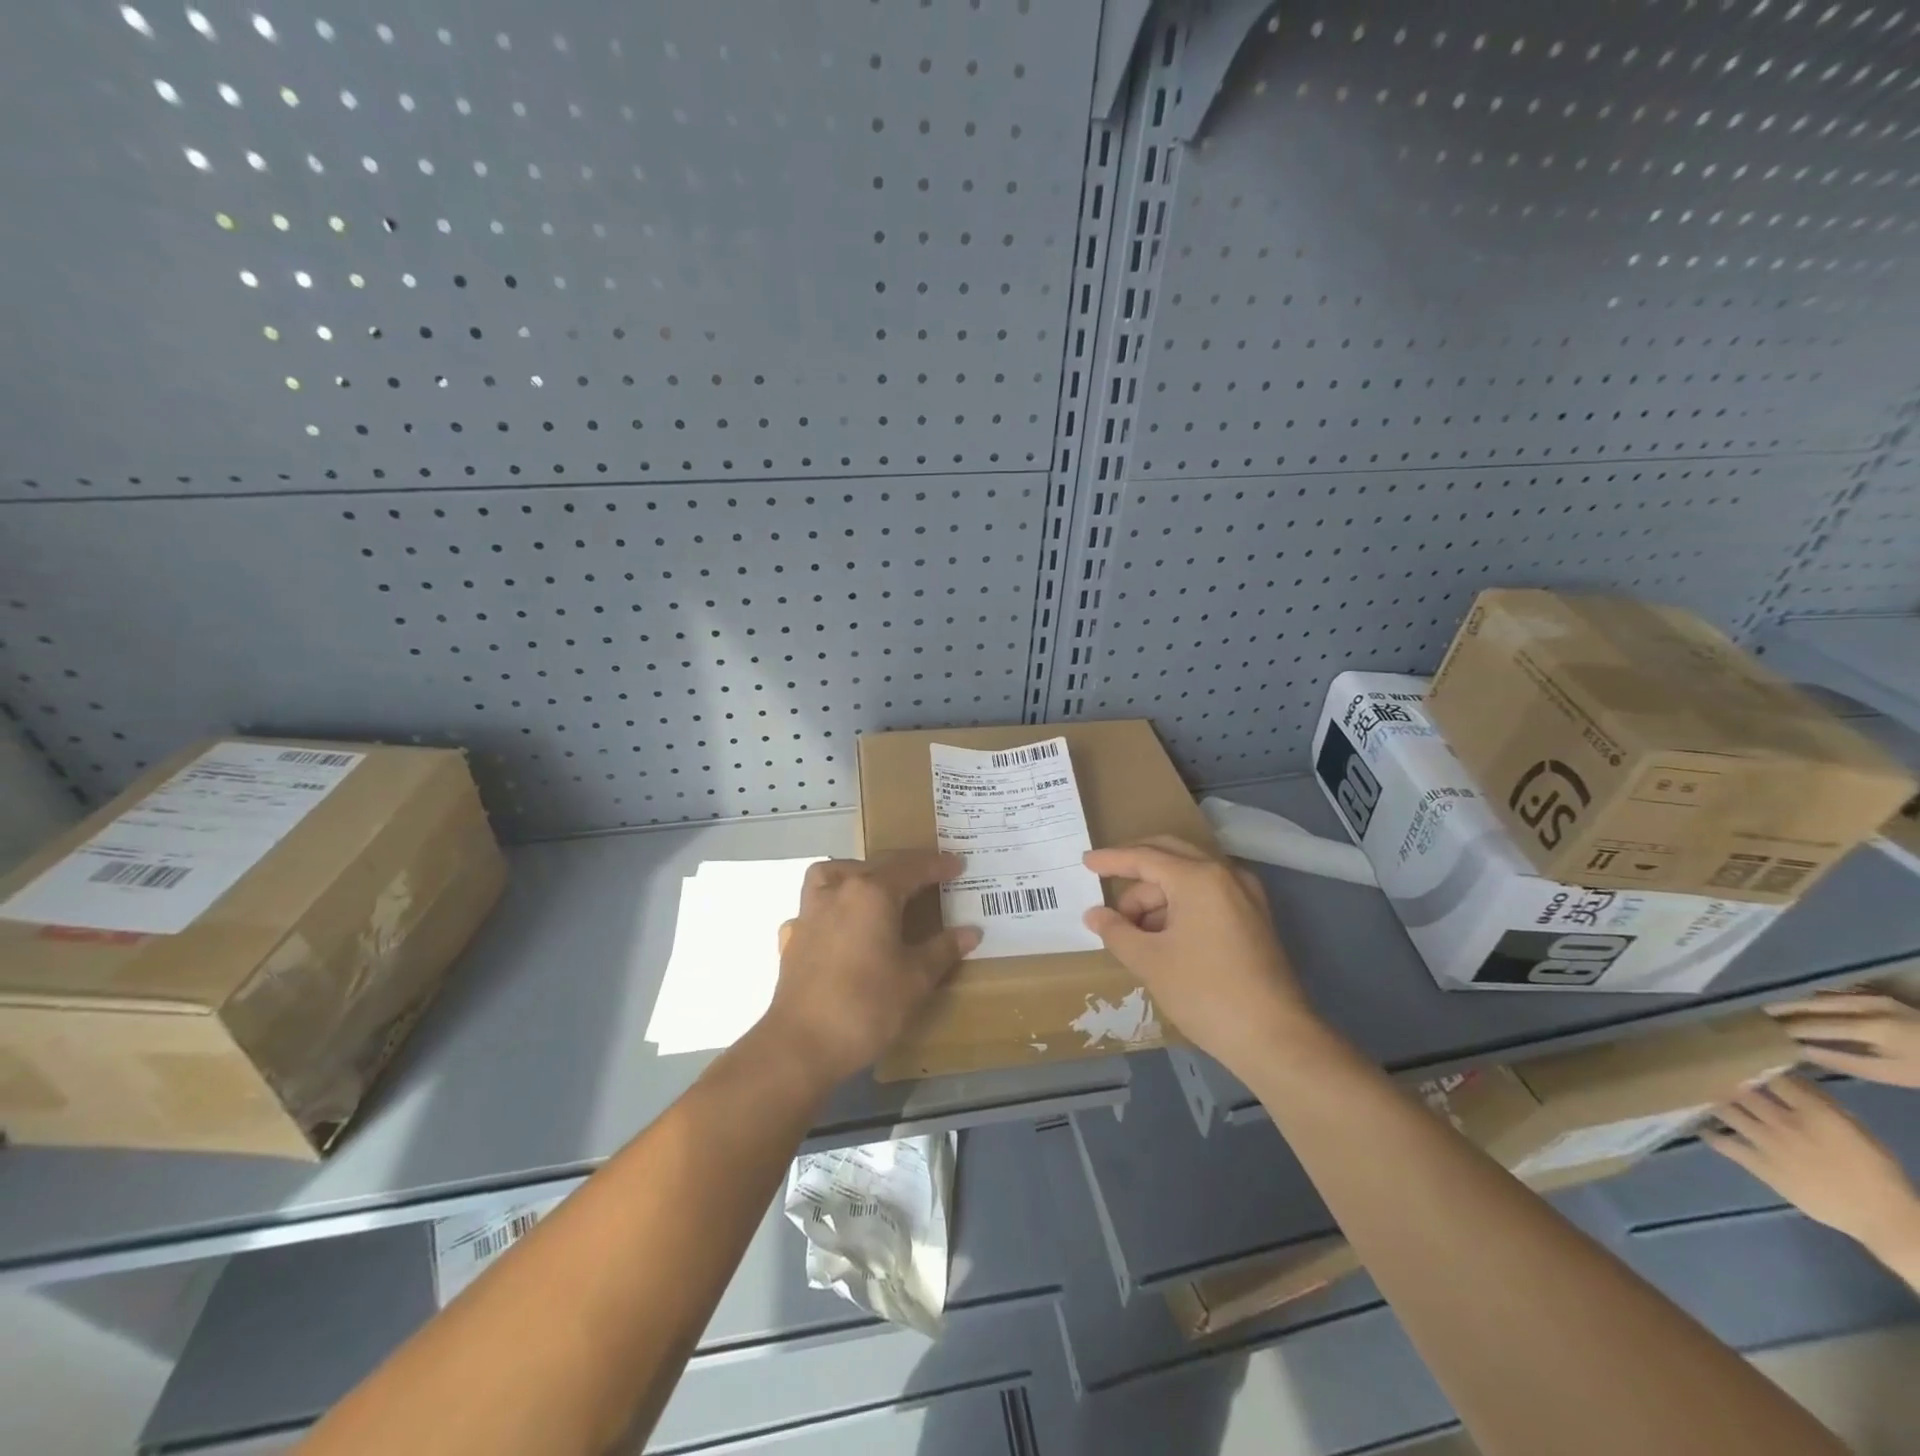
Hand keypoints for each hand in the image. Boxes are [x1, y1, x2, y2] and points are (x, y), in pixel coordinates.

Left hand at [761, 851, 979, 1084]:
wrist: (801, 1044)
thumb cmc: (866, 1006)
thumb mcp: (915, 979)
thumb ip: (943, 949)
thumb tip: (971, 931)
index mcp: (873, 892)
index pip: (912, 867)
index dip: (938, 865)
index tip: (959, 865)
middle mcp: (840, 889)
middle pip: (879, 864)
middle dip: (909, 866)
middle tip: (933, 873)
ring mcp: (813, 908)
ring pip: (842, 872)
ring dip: (867, 871)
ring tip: (884, 886)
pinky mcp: (797, 931)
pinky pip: (821, 895)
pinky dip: (838, 893)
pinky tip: (847, 916)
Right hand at [1081, 836, 1321, 1076]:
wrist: (1274, 1038)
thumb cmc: (1204, 992)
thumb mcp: (1149, 961)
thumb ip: (1116, 931)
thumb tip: (1095, 915)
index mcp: (1199, 877)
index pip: (1145, 857)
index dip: (1111, 860)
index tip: (1085, 861)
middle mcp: (1225, 875)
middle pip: (1170, 856)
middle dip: (1136, 871)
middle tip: (1106, 885)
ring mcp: (1245, 895)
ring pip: (1189, 879)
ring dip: (1157, 896)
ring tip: (1132, 930)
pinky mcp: (1254, 918)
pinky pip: (1207, 896)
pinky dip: (1180, 906)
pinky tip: (1161, 935)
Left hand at [1707, 1076, 1919, 1252]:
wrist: (1881, 1216)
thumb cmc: (1874, 1170)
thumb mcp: (1854, 1128)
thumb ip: (1820, 1102)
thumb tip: (1788, 1078)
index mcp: (1814, 1112)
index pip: (1772, 1077)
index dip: (1750, 1066)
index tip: (1733, 1058)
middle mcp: (1784, 1122)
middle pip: (1740, 1090)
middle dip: (1721, 1079)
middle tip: (1703, 1070)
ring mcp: (1767, 1142)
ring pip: (1725, 1111)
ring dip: (1710, 1101)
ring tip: (1694, 1093)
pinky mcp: (1758, 1164)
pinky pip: (1722, 1143)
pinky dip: (1708, 1133)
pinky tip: (1700, 1126)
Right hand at [1767, 990, 1919, 1087]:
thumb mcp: (1889, 1073)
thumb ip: (1842, 1060)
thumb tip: (1799, 1050)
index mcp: (1868, 1026)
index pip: (1813, 1025)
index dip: (1786, 1028)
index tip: (1761, 1031)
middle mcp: (1864, 1005)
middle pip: (1812, 1004)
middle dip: (1783, 1009)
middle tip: (1756, 1014)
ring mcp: (1871, 998)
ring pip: (1822, 996)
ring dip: (1797, 1003)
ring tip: (1775, 1010)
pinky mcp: (1877, 997)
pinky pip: (1836, 995)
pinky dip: (1815, 1000)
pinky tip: (1805, 1006)